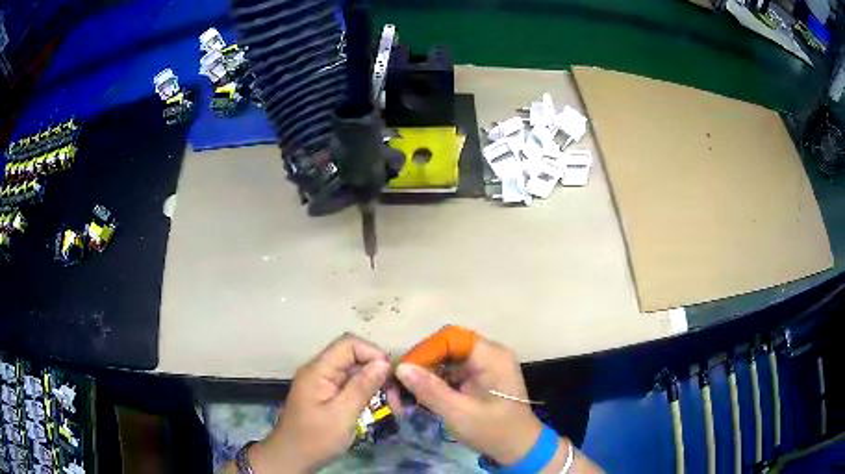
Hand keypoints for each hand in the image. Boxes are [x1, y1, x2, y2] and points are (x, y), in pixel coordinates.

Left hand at [250, 334, 390, 472]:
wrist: (291, 458)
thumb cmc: (315, 438)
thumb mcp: (342, 414)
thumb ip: (362, 387)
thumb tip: (384, 363)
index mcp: (318, 370)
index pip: (349, 344)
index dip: (372, 353)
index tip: (391, 376)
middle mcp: (319, 371)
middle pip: (354, 358)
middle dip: (377, 374)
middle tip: (396, 398)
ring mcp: (322, 384)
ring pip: (354, 374)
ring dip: (375, 387)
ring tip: (392, 407)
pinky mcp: (326, 396)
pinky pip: (350, 387)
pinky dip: (366, 396)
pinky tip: (378, 410)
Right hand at [395, 336, 542, 465]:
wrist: (519, 448)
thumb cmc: (493, 430)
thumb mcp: (459, 413)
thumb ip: (430, 390)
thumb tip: (401, 367)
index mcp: (490, 355)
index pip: (450, 338)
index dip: (425, 351)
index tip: (403, 371)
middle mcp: (489, 354)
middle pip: (448, 346)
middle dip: (423, 362)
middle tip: (401, 382)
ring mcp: (486, 366)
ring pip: (449, 359)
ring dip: (428, 373)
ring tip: (407, 390)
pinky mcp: (481, 378)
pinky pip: (454, 371)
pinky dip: (438, 381)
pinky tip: (423, 395)